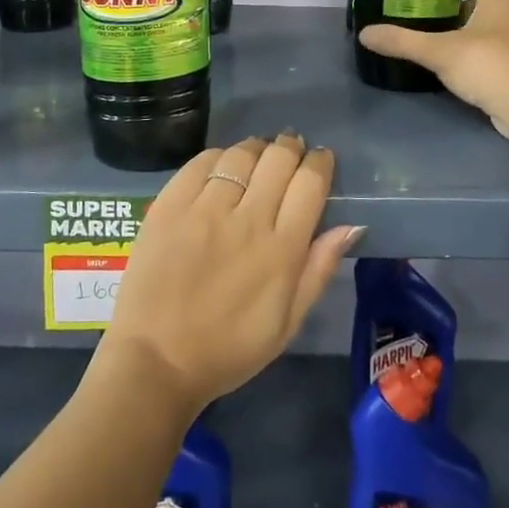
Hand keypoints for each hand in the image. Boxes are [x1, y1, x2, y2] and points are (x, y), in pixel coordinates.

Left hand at [97, 133, 363, 414]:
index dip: (320, 163)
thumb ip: (319, 269)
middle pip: (278, 159)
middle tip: (291, 150)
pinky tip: (222, 166)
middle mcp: (247, 219)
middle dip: (291, 147)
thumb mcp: (288, 323)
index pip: (310, 183)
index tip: (320, 160)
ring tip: (258, 154)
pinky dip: (218, 157)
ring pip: (241, 155)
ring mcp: (204, 209)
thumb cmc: (229, 348)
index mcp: (282, 250)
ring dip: (256, 148)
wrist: (156, 360)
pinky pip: (200, 163)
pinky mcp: (169, 205)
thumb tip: (352, 225)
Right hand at [358, 0, 508, 142]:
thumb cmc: (488, 65)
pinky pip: (493, 48)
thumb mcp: (438, 51)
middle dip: (451, 5)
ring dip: (463, 30)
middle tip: (419, 12)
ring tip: (430, 37)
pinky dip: (473, 51)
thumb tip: (365, 33)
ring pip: (487, 26)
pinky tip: (451, 63)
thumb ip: (402, 41)